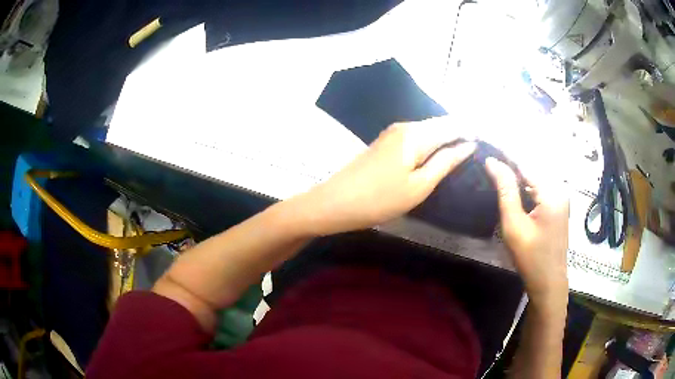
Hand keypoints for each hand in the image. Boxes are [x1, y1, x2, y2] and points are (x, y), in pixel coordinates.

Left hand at [296, 120, 475, 234]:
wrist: (336, 203)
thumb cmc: (380, 199)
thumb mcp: (419, 185)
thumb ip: (446, 162)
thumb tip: (468, 145)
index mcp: (416, 134)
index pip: (452, 125)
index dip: (471, 130)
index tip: (487, 139)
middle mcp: (405, 126)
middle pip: (440, 125)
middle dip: (460, 132)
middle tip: (480, 146)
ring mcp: (393, 133)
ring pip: (429, 131)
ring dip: (447, 138)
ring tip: (465, 149)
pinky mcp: (386, 143)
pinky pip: (417, 138)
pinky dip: (432, 143)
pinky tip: (440, 152)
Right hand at [485, 158, 568, 310]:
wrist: (549, 282)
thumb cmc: (531, 258)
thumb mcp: (514, 225)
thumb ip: (506, 190)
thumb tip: (492, 162)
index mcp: (551, 191)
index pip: (524, 162)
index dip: (504, 150)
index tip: (485, 137)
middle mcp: (559, 188)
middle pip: (531, 165)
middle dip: (509, 158)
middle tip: (488, 151)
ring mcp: (560, 196)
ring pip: (534, 175)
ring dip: (516, 170)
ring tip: (495, 163)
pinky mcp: (557, 204)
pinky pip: (538, 186)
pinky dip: (524, 183)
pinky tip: (511, 183)